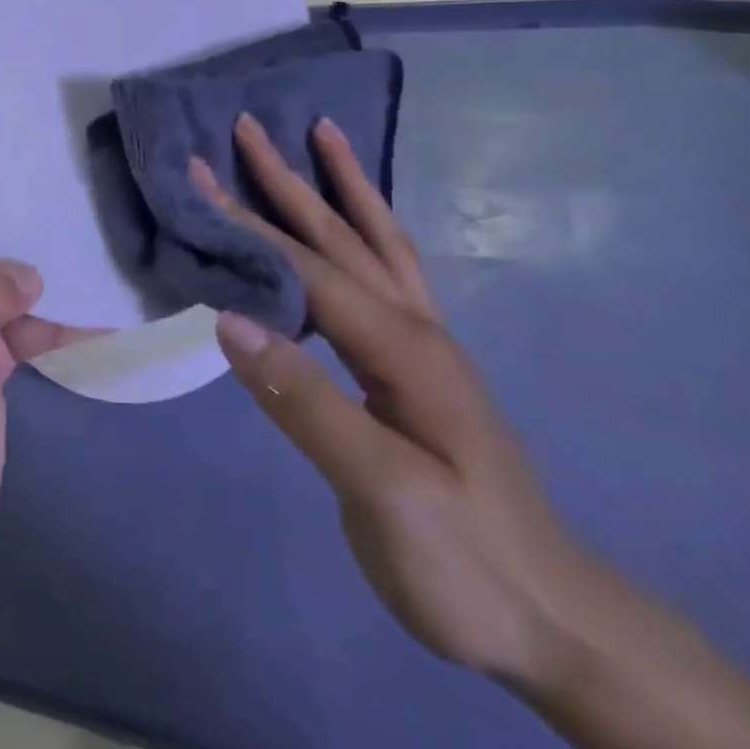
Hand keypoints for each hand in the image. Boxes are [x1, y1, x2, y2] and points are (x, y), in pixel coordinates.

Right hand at [192, 114, 611, 688]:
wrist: (555, 622)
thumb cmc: (465, 562)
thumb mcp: (383, 491)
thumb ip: (306, 400)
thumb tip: (229, 319)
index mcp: (402, 348)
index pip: (305, 268)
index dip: (246, 223)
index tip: (194, 178)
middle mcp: (416, 330)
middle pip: (342, 237)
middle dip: (291, 179)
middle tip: (250, 126)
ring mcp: (425, 348)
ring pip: (377, 245)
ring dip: (343, 188)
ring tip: (324, 138)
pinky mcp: (421, 371)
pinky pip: (388, 277)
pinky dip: (365, 234)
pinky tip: (353, 230)